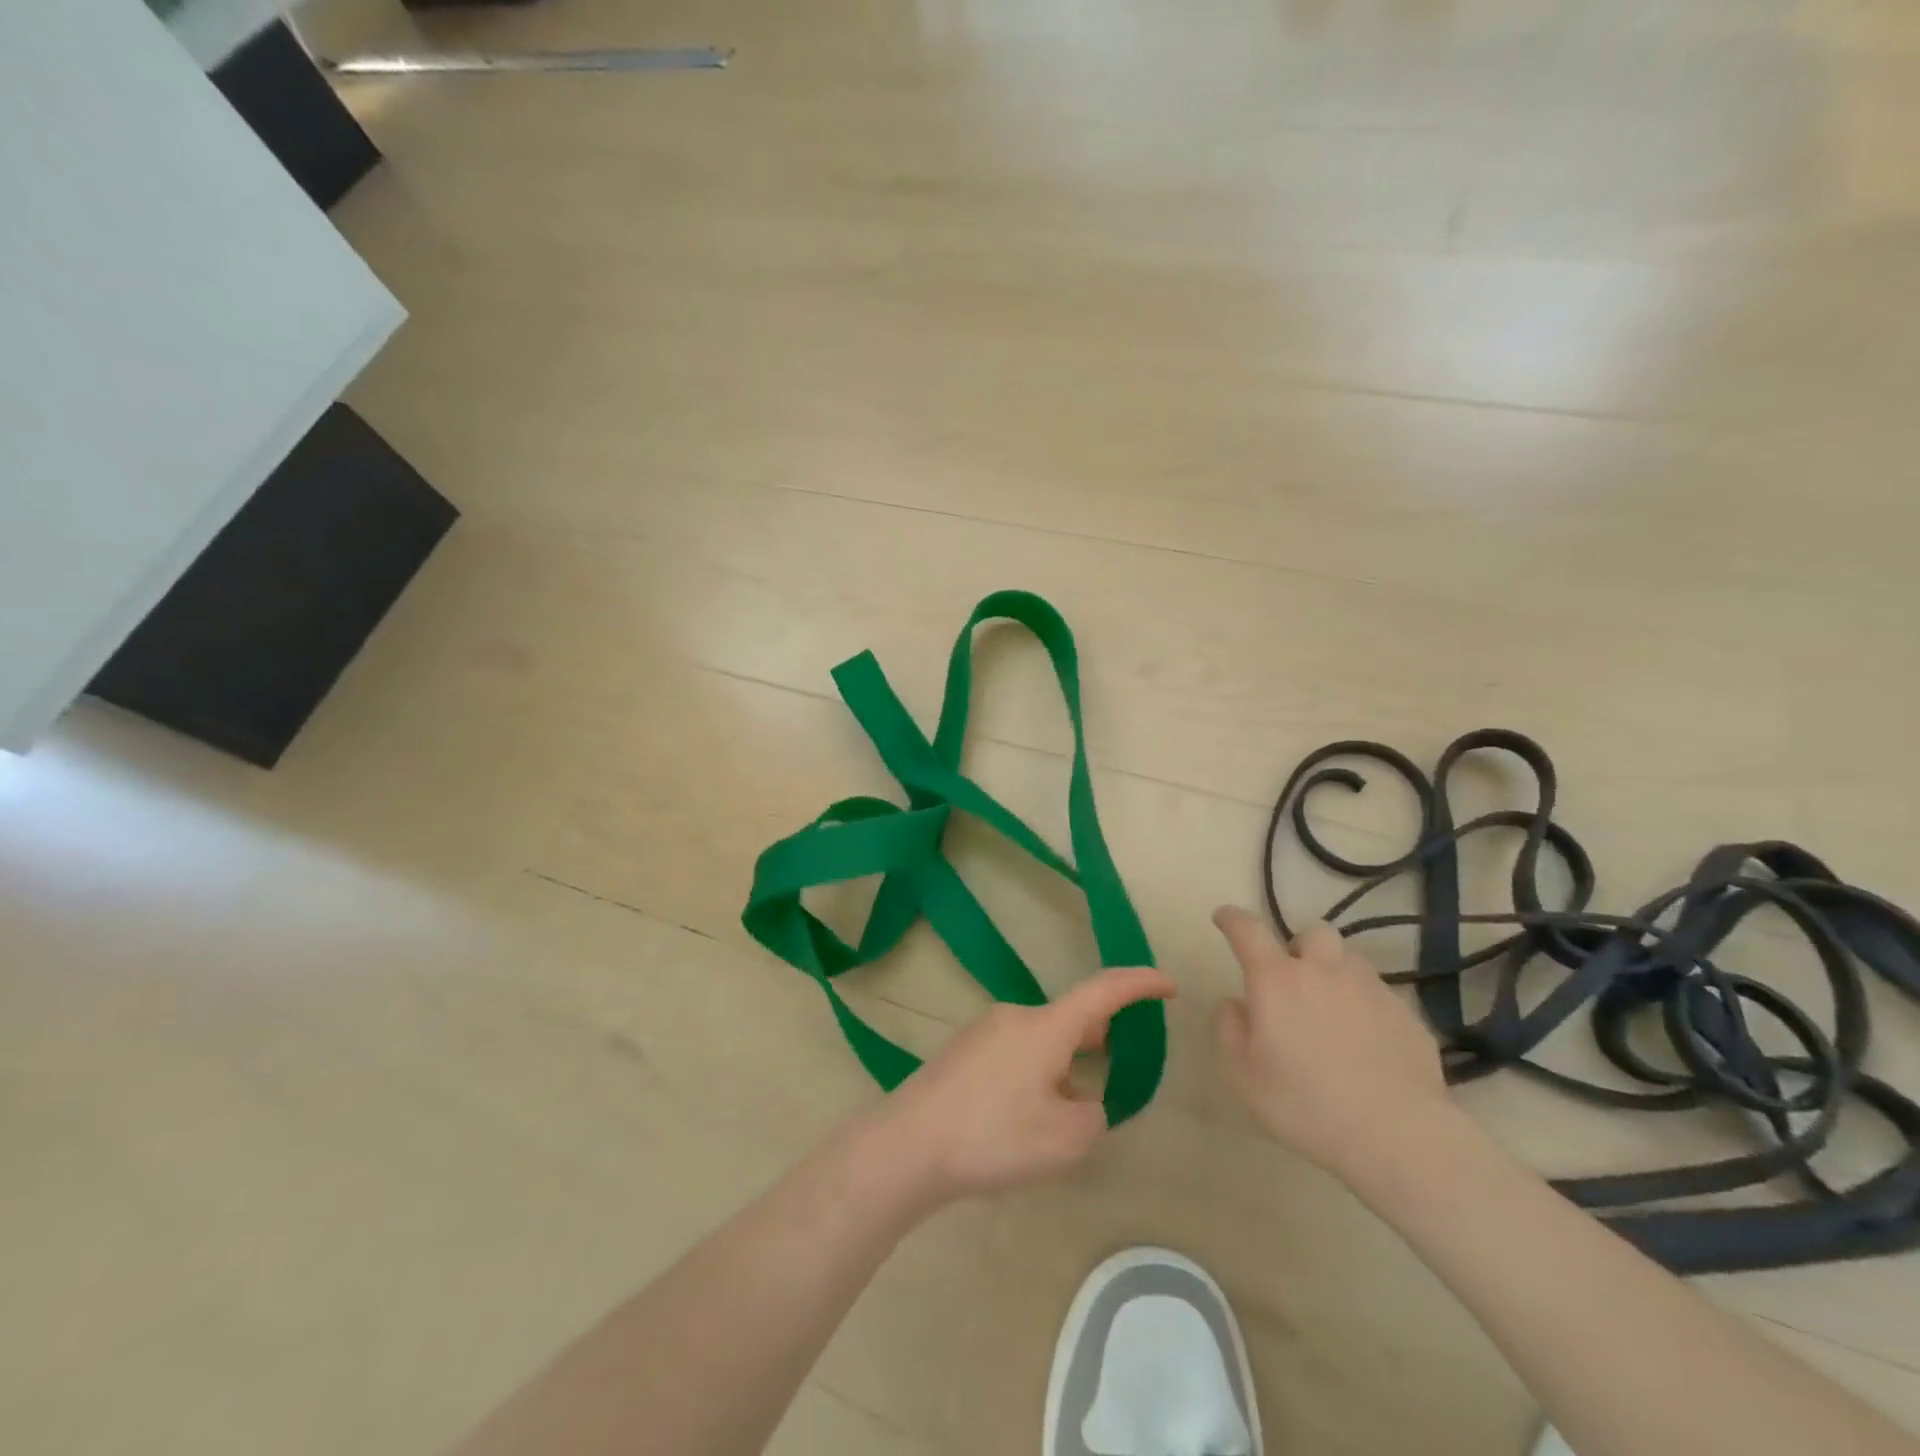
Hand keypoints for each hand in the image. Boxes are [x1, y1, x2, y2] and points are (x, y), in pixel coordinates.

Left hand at [870, 967, 1176, 1207]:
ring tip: (1069, 1108)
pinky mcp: (964, 1051)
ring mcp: (985, 1031)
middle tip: (1117, 1068)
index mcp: (1045, 1026)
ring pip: (1042, 1038)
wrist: (909, 1144)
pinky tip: (1026, 1116)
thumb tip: (1083, 1101)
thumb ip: (1093, 1117)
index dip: (1139, 984)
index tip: (1168, 984)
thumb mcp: (1064, 1139)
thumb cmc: (993, 1136)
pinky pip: (1016, 1051)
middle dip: (1099, 1038)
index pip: (1103, 991)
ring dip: (1065, 1063)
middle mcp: (1016, 1016)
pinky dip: (1037, 1071)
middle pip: (1071, 1017)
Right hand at [1211, 906, 1450, 1185]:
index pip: (1248, 930)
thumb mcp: (1242, 1074)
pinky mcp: (1407, 1016)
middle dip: (1298, 946)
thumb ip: (1229, 1028)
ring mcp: (1371, 990)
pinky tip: (1365, 1042)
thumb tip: (1234, 1004)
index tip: (1223, 917)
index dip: (1232, 918)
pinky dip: (1365, 1006)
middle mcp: (1324, 971)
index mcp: (1277, 979)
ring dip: (1334, 972)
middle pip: (1312, 933)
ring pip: (1349, 960)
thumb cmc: (1305, 1103)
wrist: (1397, 1135)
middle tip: (1292, 978)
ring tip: (1331, 1008)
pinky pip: (1379, 995)